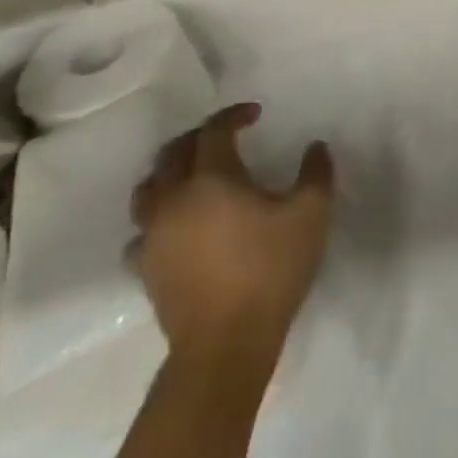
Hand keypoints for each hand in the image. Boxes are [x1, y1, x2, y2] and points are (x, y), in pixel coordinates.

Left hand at [131, 103, 334, 369]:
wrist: (226, 342)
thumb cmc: (271, 269)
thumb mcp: (312, 214)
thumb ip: (316, 173)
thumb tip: (315, 147)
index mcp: (212, 178)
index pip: (214, 131)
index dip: (233, 115)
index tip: (256, 114)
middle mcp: (173, 199)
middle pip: (172, 153)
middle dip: (198, 137)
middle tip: (225, 137)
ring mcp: (152, 236)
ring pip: (147, 189)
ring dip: (169, 173)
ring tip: (193, 176)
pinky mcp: (145, 268)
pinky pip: (141, 232)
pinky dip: (158, 219)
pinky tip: (176, 227)